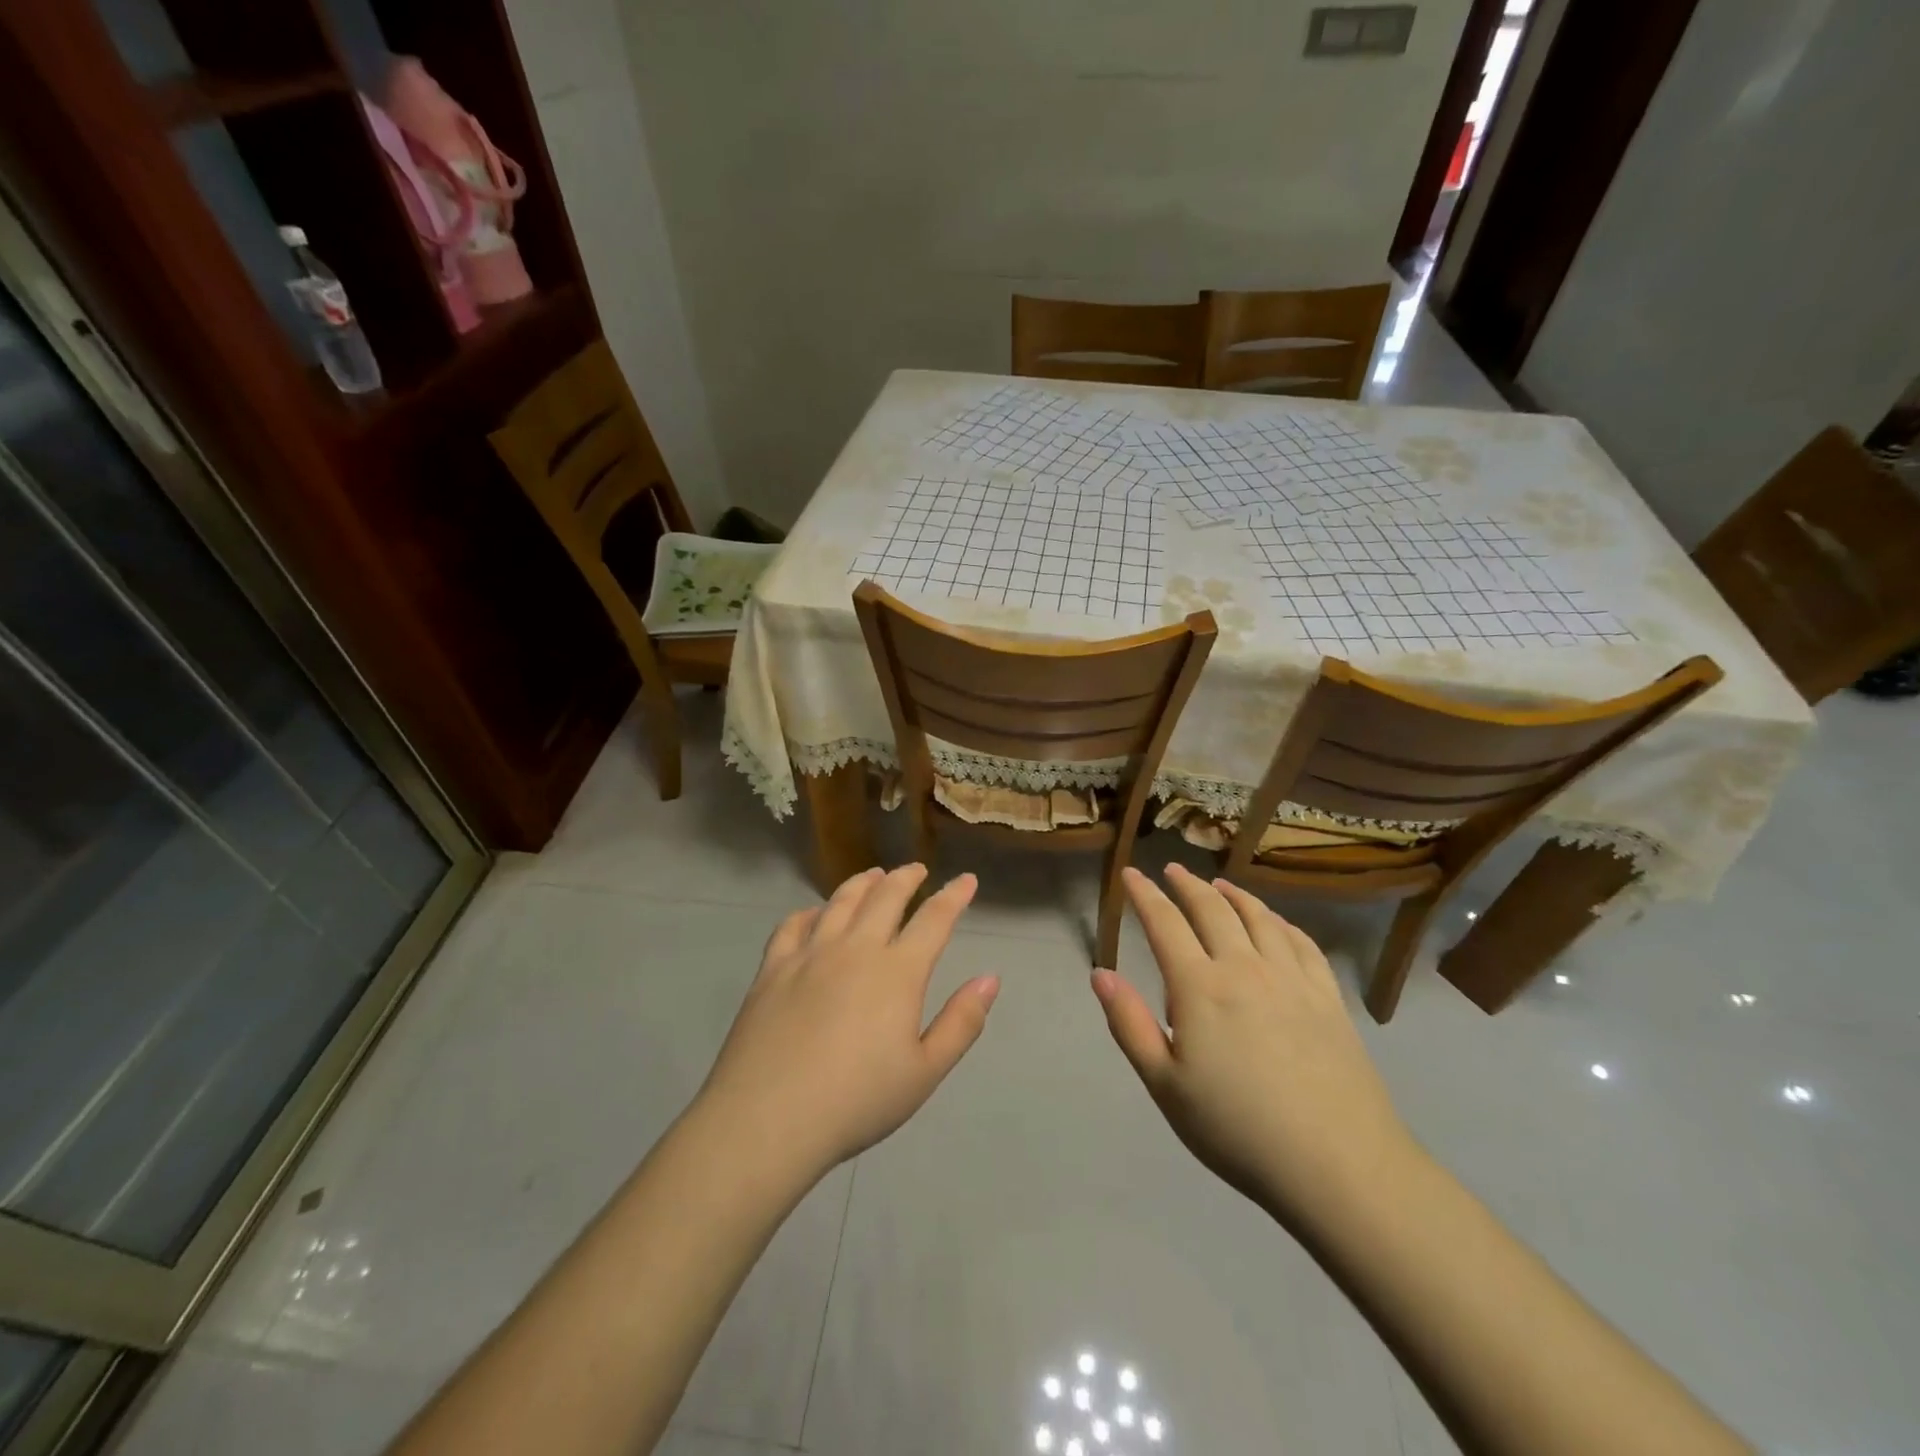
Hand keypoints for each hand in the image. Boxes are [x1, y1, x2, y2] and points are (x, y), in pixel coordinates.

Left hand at [694, 865, 998, 1181]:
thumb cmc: (856, 1102)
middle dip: (906, 877)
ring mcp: (809, 955)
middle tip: (917, 869)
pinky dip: (810, 912)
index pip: (933, 919)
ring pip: (840, 902)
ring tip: (873, 875)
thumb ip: (961, 1023)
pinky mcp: (773, 969)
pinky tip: (814, 914)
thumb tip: (990, 978)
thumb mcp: (924, 1073)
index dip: (954, 896)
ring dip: (862, 883)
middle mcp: (855, 949)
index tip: (966, 880)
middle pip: (885, 897)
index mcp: (897, 972)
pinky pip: (793, 925)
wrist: (768, 1119)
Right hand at [1091, 864, 1414, 1224]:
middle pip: (1212, 910)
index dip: (1144, 895)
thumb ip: (1129, 1024)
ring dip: (1233, 895)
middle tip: (1171, 870)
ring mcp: (1292, 979)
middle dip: (1186, 885)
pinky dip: (1281, 921)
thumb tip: (1100, 973)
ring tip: (1219, 885)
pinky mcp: (1328, 998)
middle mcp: (1245, 968)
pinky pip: (1302, 943)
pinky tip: (1276, 921)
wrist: (1338, 1165)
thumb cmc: (1237, 1129)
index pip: (1165, 923)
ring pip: (1259, 918)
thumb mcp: (1165, 1085)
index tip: (1131, 874)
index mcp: (1200, 987)